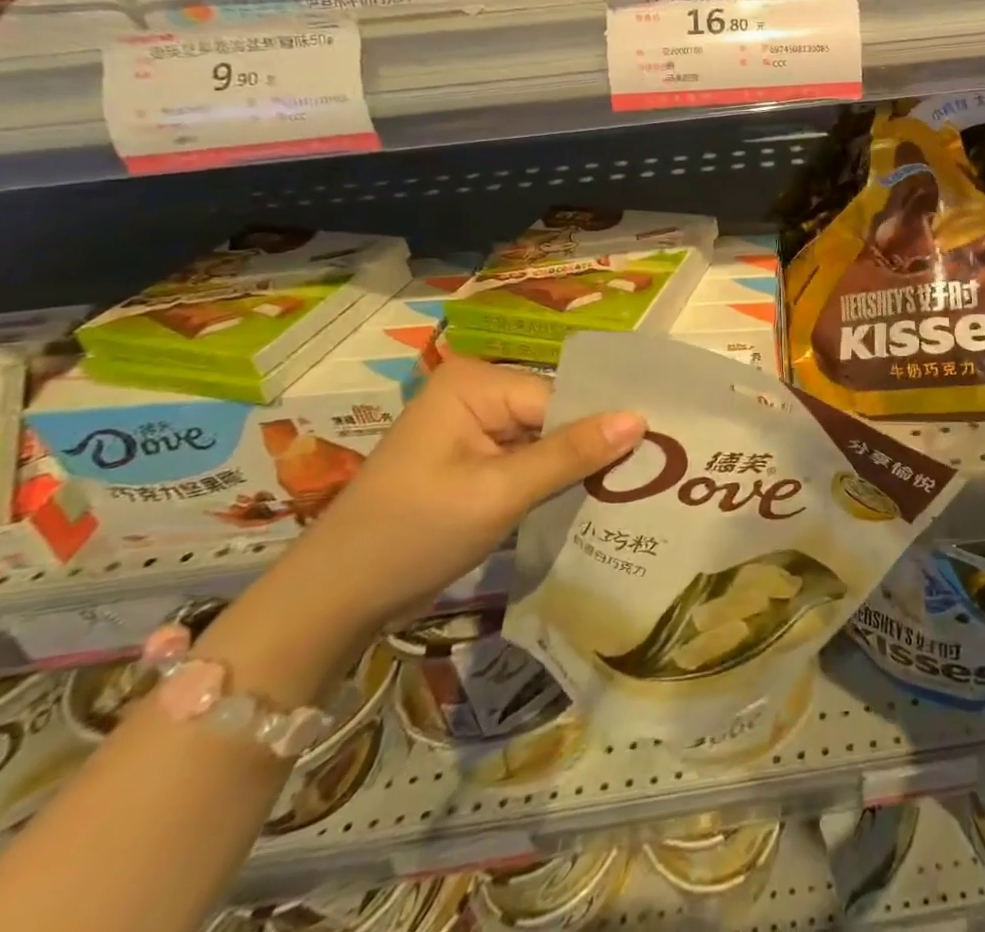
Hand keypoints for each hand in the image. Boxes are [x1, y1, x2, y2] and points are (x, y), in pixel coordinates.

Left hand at [276, 355, 644, 635]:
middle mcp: (476, 392)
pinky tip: (586, 499)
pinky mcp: (471, 460)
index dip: (602, 428)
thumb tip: (641, 419)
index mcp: (476, 382)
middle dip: (591, 447)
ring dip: (575, 468)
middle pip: (556, 414)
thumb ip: (571, 454)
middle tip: (649, 475)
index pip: (561, 397)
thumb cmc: (411, 536)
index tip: (654, 456)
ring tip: (628, 489)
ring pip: (546, 439)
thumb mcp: (498, 494)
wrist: (330, 602)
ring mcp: (471, 427)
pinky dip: (551, 481)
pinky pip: (527, 460)